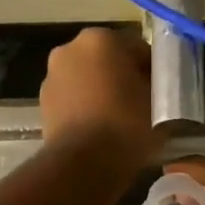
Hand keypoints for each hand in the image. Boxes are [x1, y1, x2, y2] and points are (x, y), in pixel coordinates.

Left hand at [39, 27, 161, 171]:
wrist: (83, 164)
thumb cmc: (126, 125)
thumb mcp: (160, 102)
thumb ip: (160, 85)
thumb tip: (156, 85)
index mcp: (101, 39)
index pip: (138, 48)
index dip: (153, 70)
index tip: (162, 91)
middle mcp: (70, 48)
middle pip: (109, 59)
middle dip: (124, 76)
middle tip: (142, 103)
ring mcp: (52, 75)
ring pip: (88, 78)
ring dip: (102, 90)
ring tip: (119, 119)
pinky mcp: (43, 102)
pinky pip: (73, 97)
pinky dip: (85, 106)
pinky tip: (99, 128)